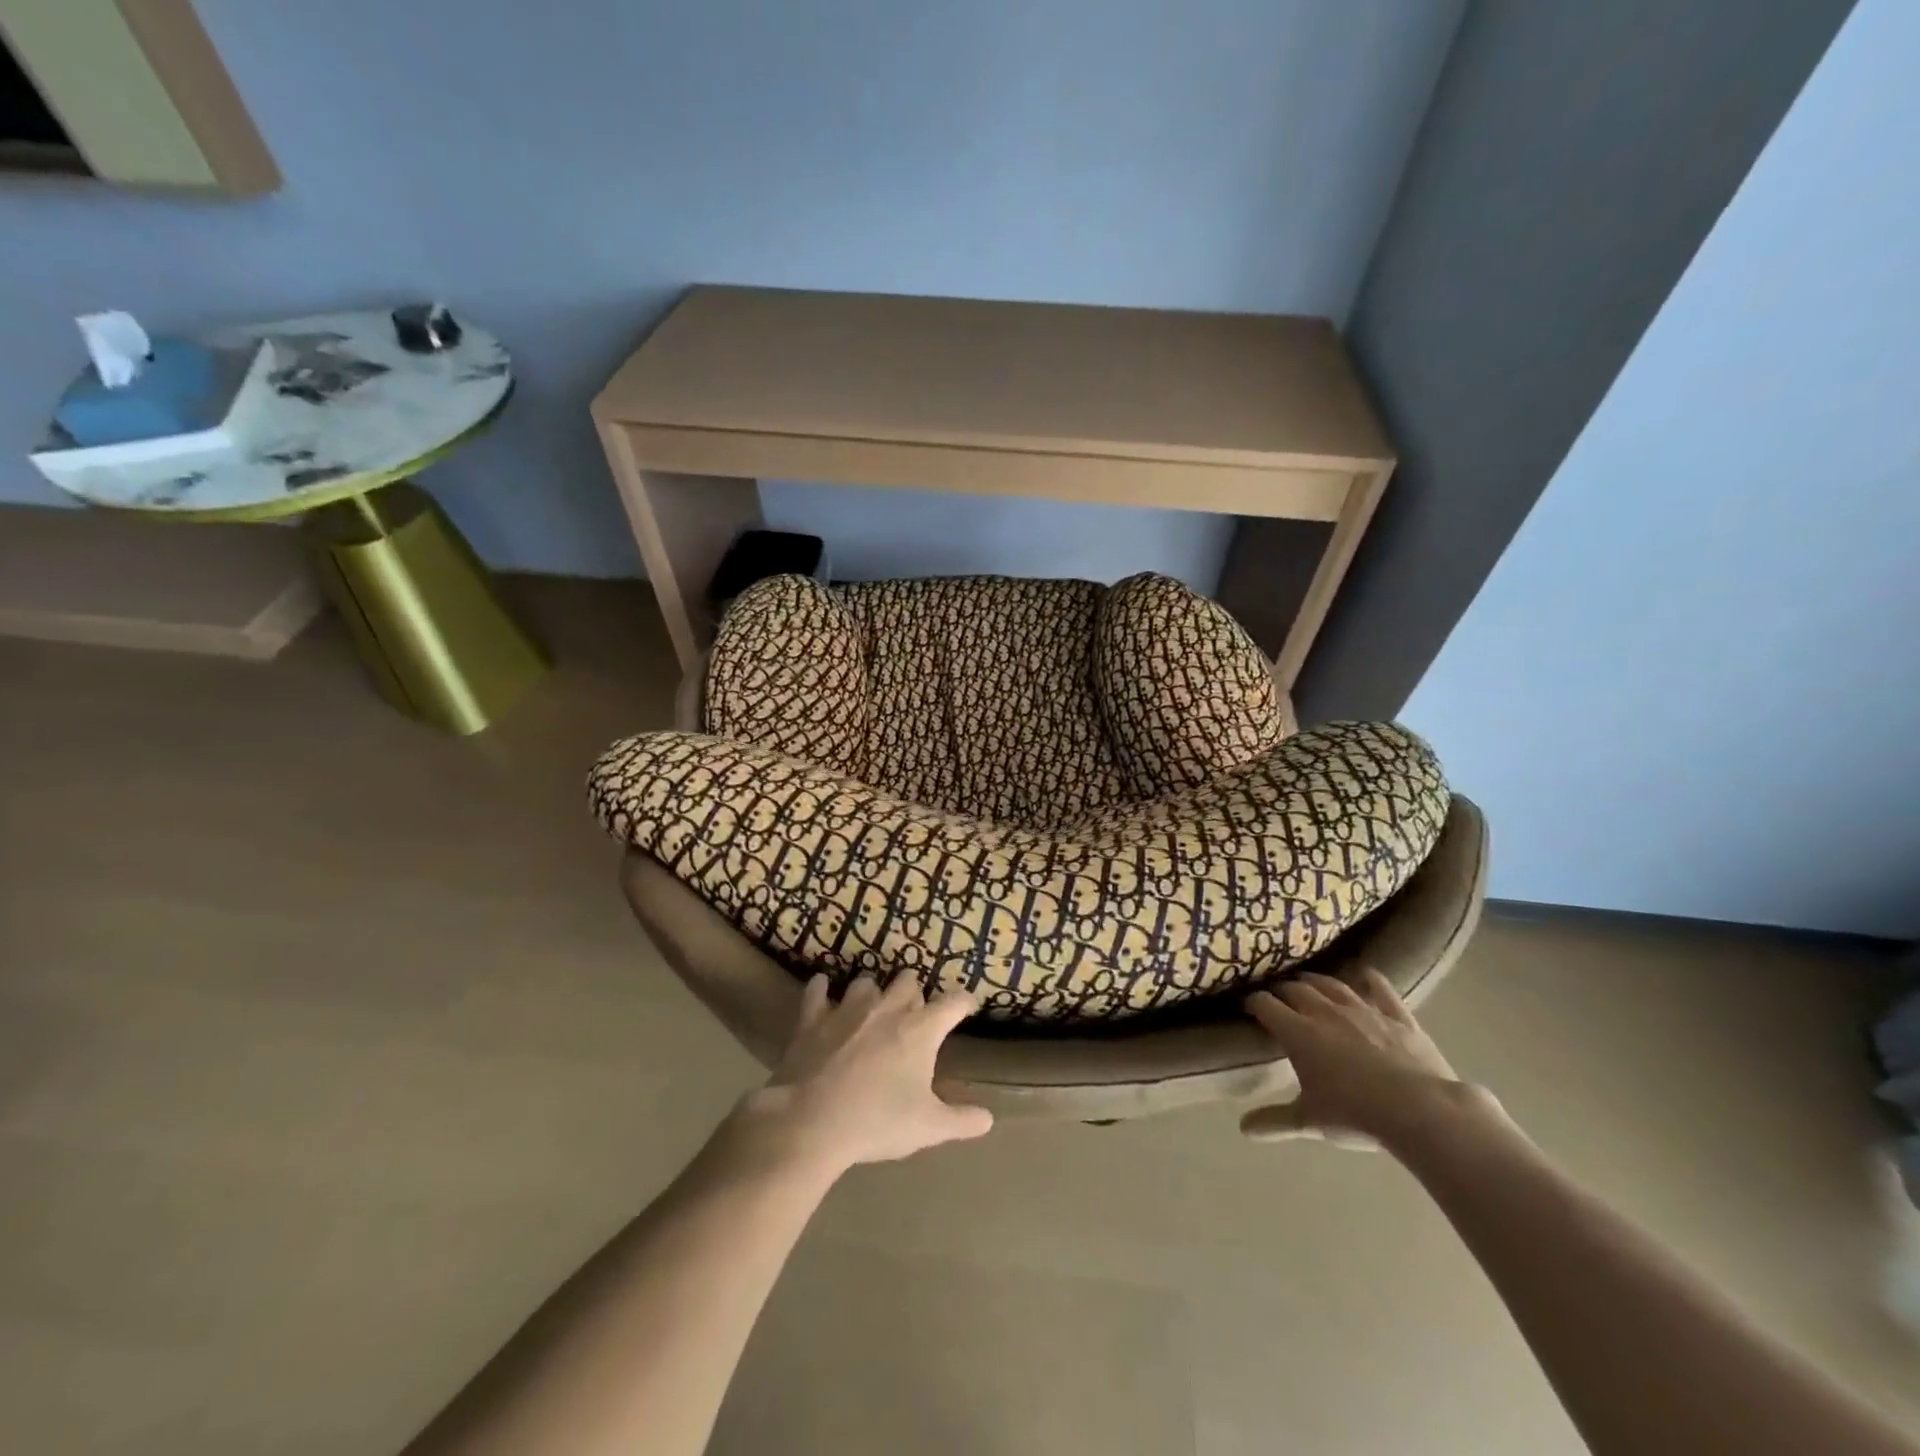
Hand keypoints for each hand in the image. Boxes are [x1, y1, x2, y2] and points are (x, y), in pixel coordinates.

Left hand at [732, 972, 993, 1177]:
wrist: (811, 1122)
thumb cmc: (877, 1122)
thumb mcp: (928, 1128)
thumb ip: (961, 1120)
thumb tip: (988, 1119)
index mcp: (920, 1030)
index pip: (954, 1002)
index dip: (964, 1002)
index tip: (967, 1007)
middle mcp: (887, 1008)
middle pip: (908, 981)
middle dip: (914, 992)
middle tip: (914, 1013)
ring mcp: (848, 1009)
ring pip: (866, 982)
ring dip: (872, 992)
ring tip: (872, 1008)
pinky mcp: (813, 1018)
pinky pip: (817, 990)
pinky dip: (822, 989)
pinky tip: (822, 992)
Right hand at [1240, 968, 1482, 1148]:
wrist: (1420, 1111)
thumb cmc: (1355, 1114)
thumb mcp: (1309, 1121)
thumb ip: (1274, 1121)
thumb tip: (1243, 1128)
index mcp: (1298, 1032)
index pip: (1265, 1005)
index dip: (1253, 1003)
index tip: (1248, 1006)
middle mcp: (1324, 1011)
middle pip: (1295, 988)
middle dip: (1282, 990)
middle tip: (1277, 997)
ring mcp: (1362, 1009)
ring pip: (1331, 984)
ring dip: (1315, 981)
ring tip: (1307, 981)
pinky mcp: (1397, 1016)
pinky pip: (1380, 988)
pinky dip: (1370, 979)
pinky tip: (1365, 974)